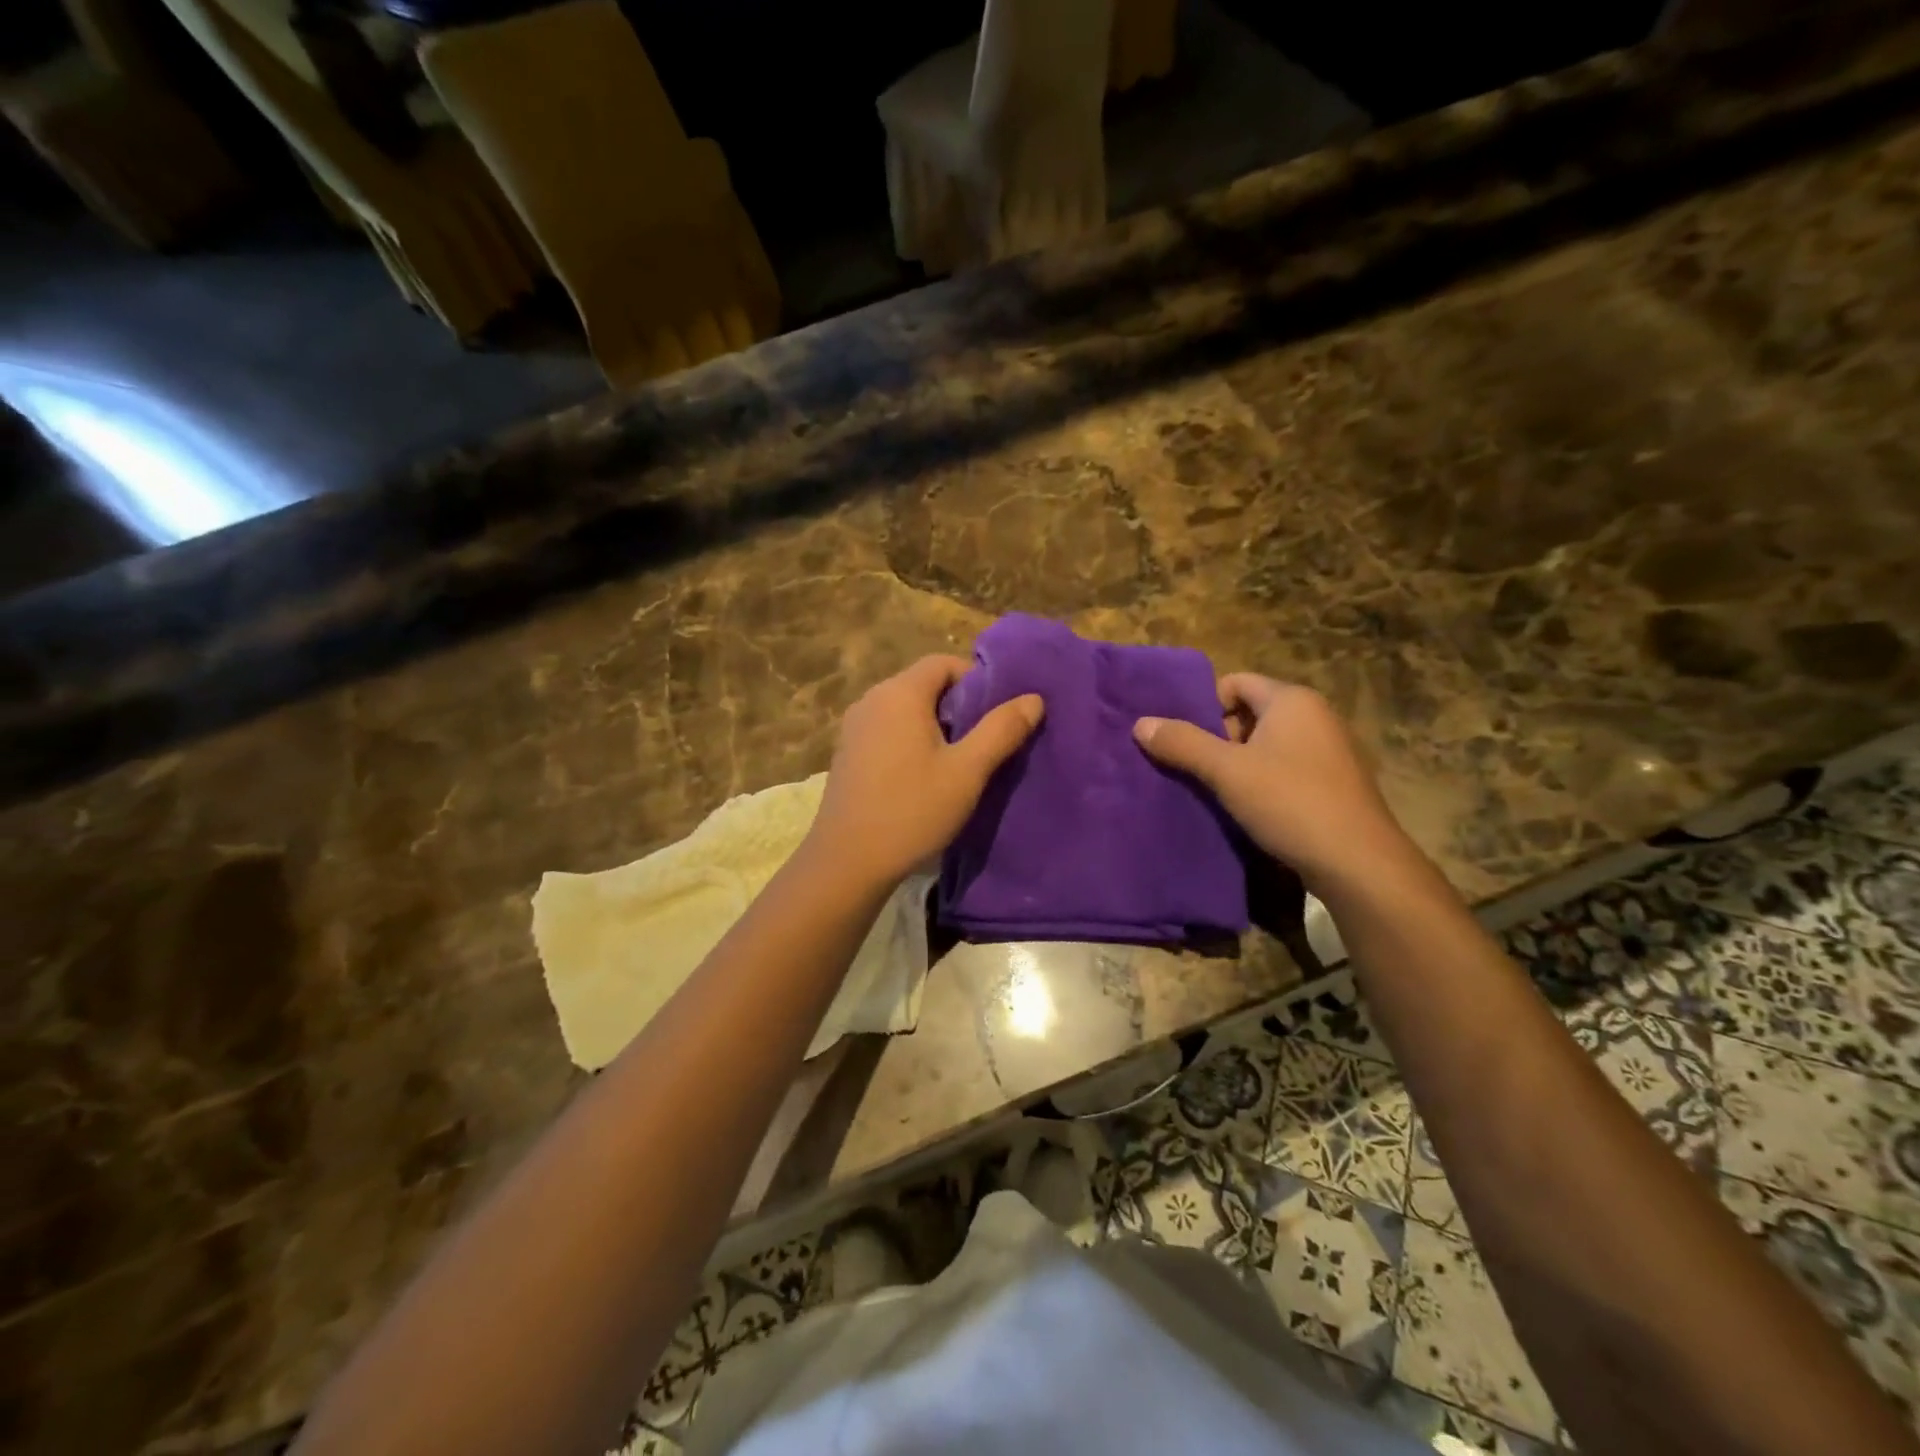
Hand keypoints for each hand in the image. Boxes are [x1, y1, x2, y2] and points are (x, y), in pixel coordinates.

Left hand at [807, 656, 1043, 889]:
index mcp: (900, 693)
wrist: (848, 861)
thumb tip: (1033, 699)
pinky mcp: (847, 753)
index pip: (944, 663)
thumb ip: (1001, 730)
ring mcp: (854, 727)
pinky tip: (923, 777)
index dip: (976, 680)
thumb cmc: (912, 810)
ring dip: (935, 726)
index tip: (997, 714)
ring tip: (958, 762)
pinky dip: (910, 741)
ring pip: (905, 710)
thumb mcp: (967, 771)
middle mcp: (872, 699)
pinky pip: (887, 731)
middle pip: (924, 684)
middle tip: (984, 741)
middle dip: (957, 706)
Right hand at [1133, 674, 1415, 893]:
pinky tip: (1248, 808)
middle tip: (1194, 766)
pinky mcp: (1336, 783)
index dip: (1204, 705)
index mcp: (1292, 701)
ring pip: (1268, 744)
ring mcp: (1331, 750)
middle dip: (1218, 736)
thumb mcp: (1226, 771)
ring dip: (1238, 762)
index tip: (1183, 737)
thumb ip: (1182, 743)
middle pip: (1251, 712)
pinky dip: (1263, 780)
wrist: (1358, 862)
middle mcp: (1316, 716)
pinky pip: (1287, 768)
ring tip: (1214, 790)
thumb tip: (1140, 723)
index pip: (1236, 682)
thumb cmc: (1289, 802)